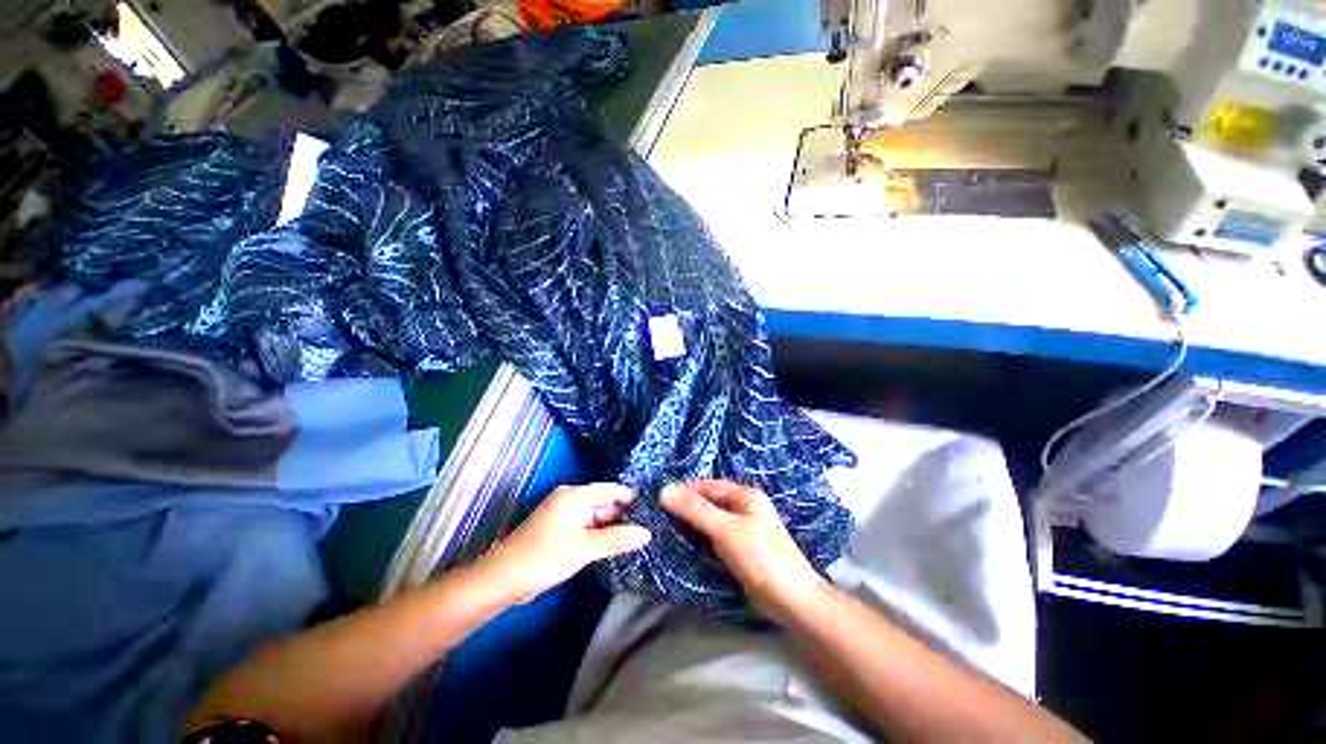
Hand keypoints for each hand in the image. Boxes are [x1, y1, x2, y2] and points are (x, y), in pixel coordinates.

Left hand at [476, 483, 651, 605]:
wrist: (501, 581)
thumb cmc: (544, 558)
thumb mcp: (584, 548)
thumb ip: (617, 539)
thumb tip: (647, 533)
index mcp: (575, 495)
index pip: (612, 490)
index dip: (632, 499)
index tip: (654, 510)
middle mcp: (571, 500)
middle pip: (605, 502)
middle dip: (625, 515)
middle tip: (650, 528)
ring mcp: (565, 516)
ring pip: (597, 517)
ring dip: (613, 527)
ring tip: (639, 538)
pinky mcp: (560, 532)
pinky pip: (587, 528)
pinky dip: (601, 536)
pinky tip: (616, 546)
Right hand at [660, 480, 831, 622]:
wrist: (791, 600)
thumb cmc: (760, 557)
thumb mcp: (725, 530)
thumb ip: (695, 510)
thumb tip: (665, 490)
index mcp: (746, 495)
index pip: (709, 486)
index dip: (685, 489)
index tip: (660, 496)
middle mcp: (745, 507)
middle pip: (710, 501)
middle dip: (687, 506)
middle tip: (660, 513)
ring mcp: (744, 528)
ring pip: (711, 519)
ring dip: (692, 522)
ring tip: (667, 526)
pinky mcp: (741, 548)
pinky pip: (715, 536)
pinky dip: (701, 537)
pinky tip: (686, 542)